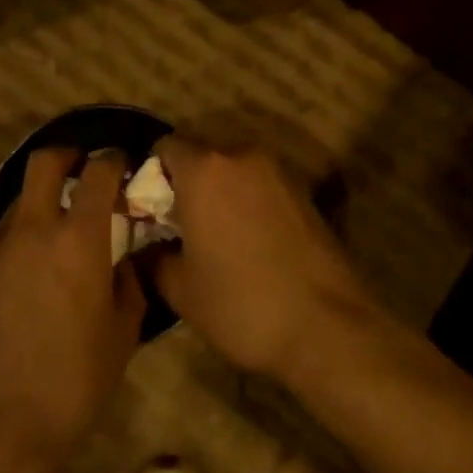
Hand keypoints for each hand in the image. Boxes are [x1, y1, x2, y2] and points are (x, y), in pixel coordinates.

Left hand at [0, 148, 144, 467]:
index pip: (98, 174)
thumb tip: (125, 261)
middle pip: (43, 163)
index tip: (121, 163)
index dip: (113, 160)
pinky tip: (27, 277)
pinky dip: (19, 243)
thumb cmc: (74, 381)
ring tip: (55, 233)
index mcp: (79, 239)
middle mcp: (33, 231)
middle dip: (66, 155)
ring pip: (18, 203)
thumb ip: (129, 284)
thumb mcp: (123, 334)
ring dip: (41, 203)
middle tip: (81, 169)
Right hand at [149, 138, 374, 378]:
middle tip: (178, 224)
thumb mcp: (180, 289)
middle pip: (202, 154)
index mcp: (204, 170)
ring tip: (215, 235)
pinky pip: (262, 186)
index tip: (149, 209)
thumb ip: (153, 257)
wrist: (327, 326)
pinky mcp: (305, 192)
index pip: (165, 146)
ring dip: (220, 191)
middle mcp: (242, 156)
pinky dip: (248, 202)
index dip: (151, 174)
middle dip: (186, 182)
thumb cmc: (241, 303)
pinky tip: (249, 242)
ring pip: (234, 169)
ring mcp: (280, 172)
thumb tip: (146, 247)